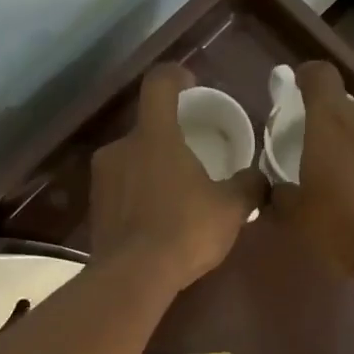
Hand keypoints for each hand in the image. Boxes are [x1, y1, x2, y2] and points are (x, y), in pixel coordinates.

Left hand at [89, 64, 264, 294]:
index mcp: (155, 135)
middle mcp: (120, 147)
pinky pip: (121, 191)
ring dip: (152, 170)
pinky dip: (138, 197)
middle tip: (191, 159)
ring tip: (175, 195)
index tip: (189, 83)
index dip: (176, 76)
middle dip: (169, 138)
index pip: (160, 84)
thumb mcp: (230, 209)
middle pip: (146, 129)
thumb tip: (259, 178)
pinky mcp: (94, 209)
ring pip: (131, 161)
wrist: (132, 277)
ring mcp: (102, 179)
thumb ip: (248, 186)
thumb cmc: (184, 231)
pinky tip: (156, 221)